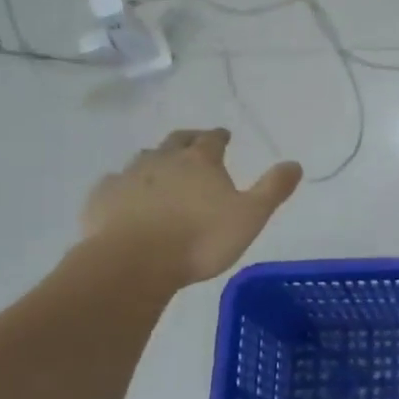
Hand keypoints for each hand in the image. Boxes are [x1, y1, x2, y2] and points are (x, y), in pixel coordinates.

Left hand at [80, 129, 301, 284]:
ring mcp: (129, 176)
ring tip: (162, 170)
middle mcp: (163, 160)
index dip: (220, 136)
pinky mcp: (102, 198)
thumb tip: (295, 164)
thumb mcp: (250, 216)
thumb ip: (273, 189)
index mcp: (200, 161)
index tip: (224, 136)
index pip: (212, 138)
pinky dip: (123, 185)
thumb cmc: (200, 239)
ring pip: (144, 158)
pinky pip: (113, 183)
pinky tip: (124, 196)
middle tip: (195, 143)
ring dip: (156, 160)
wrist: (134, 262)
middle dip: (188, 139)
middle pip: (177, 141)